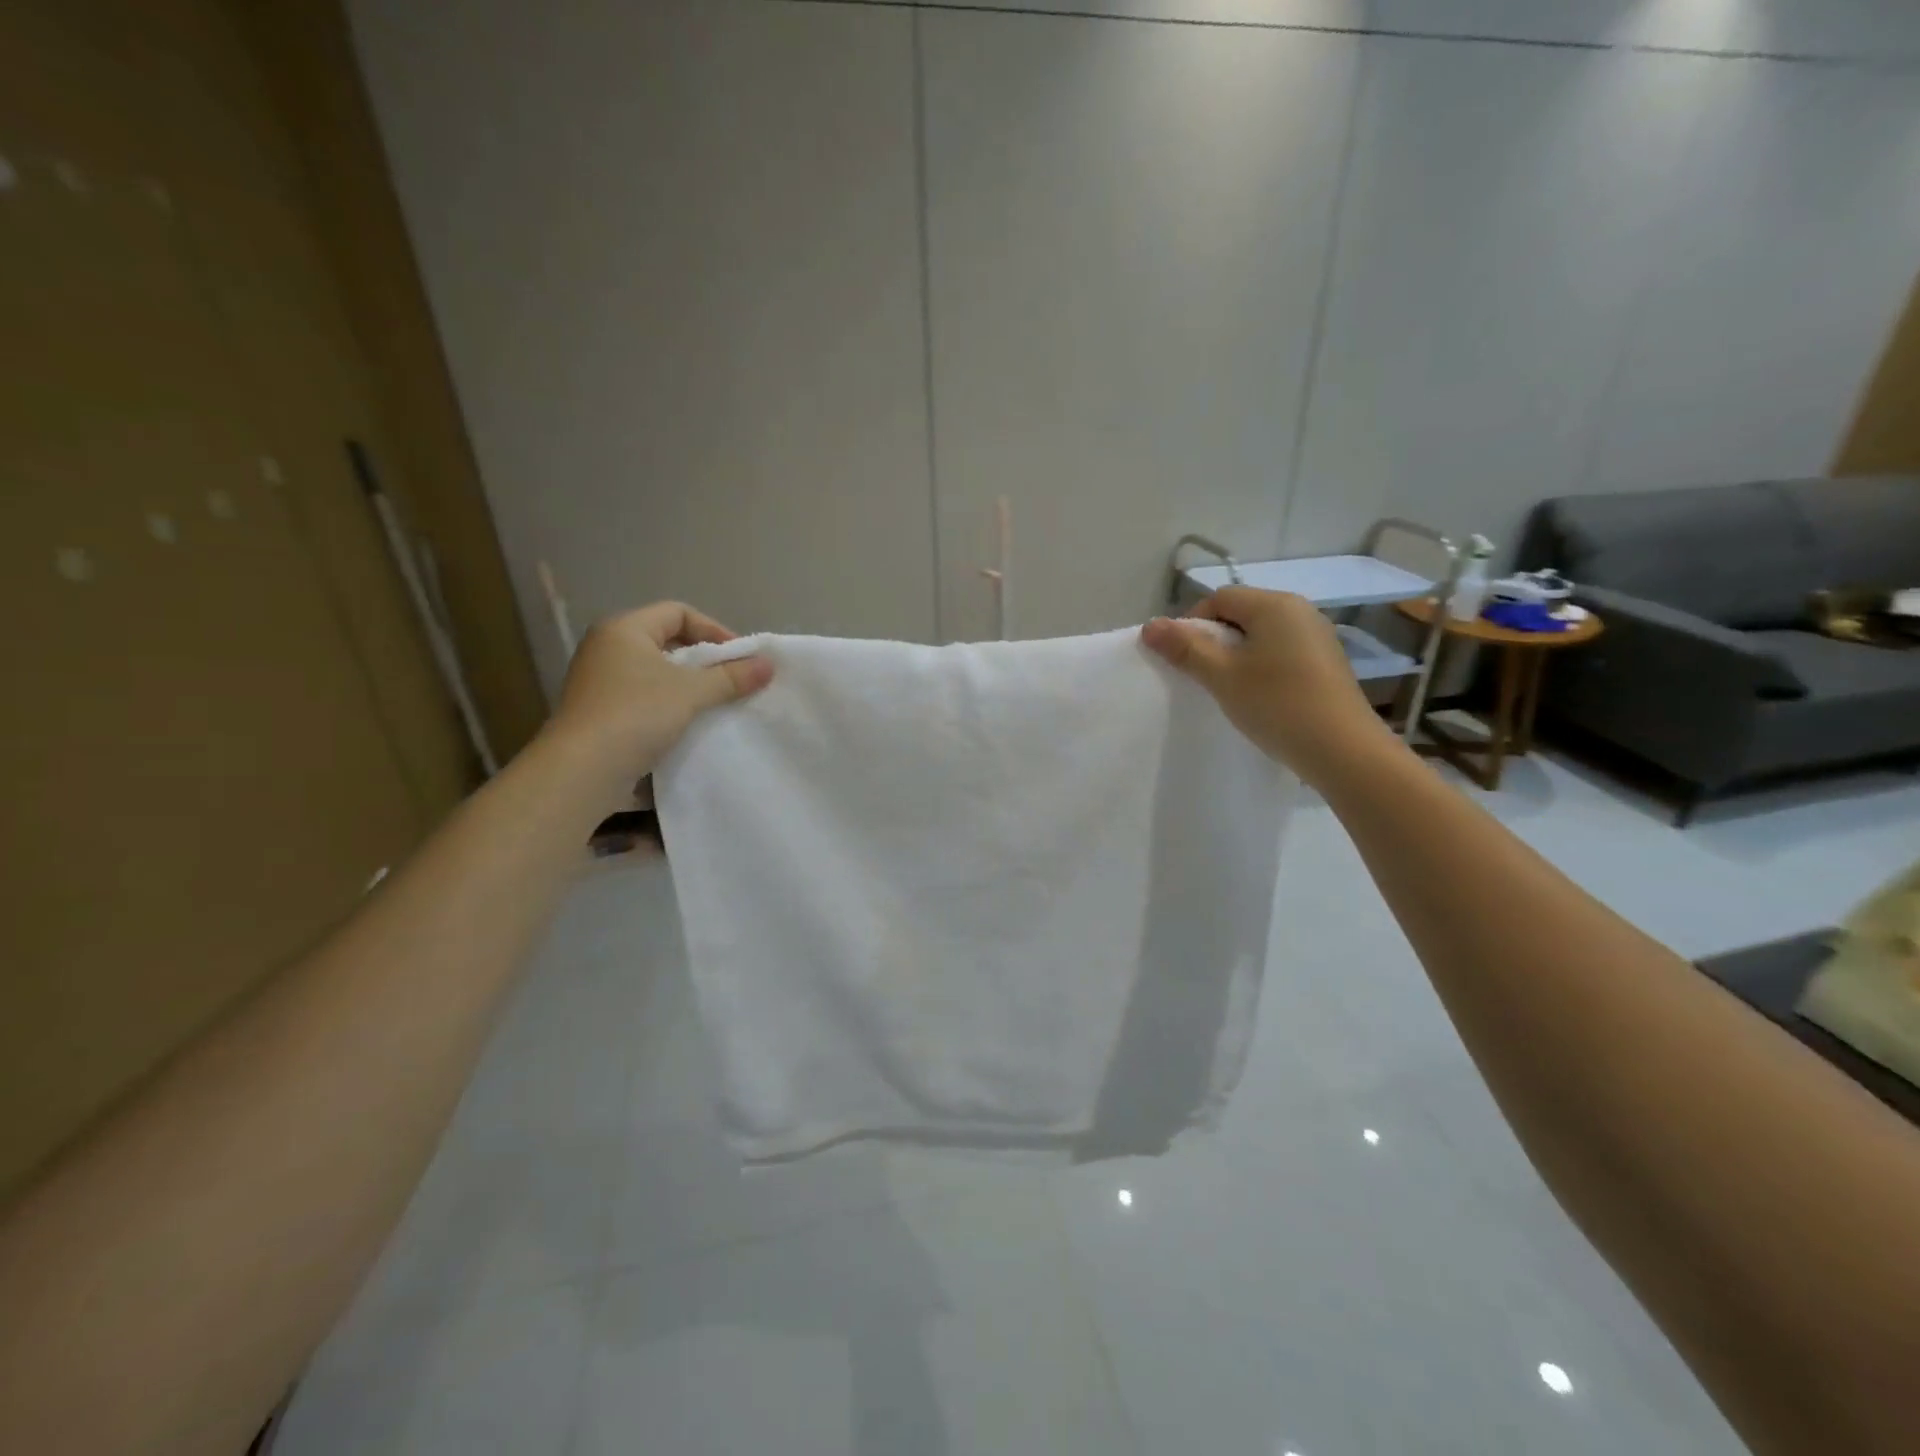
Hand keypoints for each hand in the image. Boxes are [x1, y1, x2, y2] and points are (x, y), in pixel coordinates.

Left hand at [548, 602, 771, 787]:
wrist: (583, 770)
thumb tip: (768, 665)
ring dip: (689, 686)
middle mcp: (607, 648)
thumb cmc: (637, 714)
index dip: (714, 629)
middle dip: (704, 659)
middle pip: (667, 641)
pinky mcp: (600, 712)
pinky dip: (670, 705)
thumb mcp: (692, 692)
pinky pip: (645, 698)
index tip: (740, 657)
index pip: (678, 612)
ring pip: (656, 672)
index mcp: (624, 629)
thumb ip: (732, 676)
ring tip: (717, 704)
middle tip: (733, 679)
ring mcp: (600, 681)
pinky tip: (690, 725)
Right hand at [1141, 588, 1398, 787]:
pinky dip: (1262, 667)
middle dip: (1214, 640)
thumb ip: (1185, 648)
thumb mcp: (1222, 676)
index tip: (1183, 660)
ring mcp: (1317, 636)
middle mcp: (1300, 610)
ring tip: (1229, 690)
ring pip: (1261, 635)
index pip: (1219, 598)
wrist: (1343, 750)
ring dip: (1237, 656)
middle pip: (1241, 613)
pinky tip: (1259, 698)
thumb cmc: (1276, 705)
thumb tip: (1150, 625)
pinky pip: (1281, 652)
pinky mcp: (1326, 662)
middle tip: (1202, 676)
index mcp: (1274, 605)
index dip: (1192, 624)